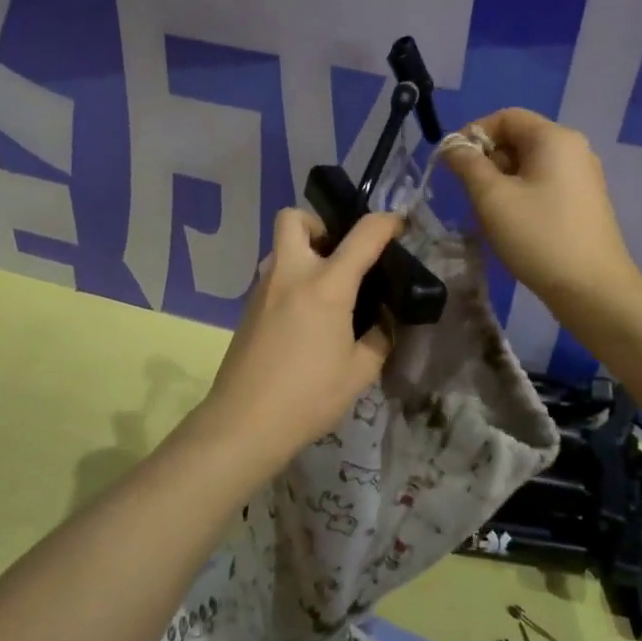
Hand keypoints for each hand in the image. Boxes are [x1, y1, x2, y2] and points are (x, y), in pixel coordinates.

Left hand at [190, 208, 404, 462]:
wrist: (244, 422)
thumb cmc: (308, 396)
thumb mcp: (360, 372)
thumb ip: (378, 339)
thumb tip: (381, 322)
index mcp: (325, 286)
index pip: (362, 236)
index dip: (386, 222)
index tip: (398, 224)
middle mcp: (290, 275)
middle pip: (293, 218)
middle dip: (319, 225)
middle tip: (339, 256)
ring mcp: (263, 289)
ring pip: (281, 248)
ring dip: (304, 255)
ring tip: (327, 293)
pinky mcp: (248, 308)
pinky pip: (274, 277)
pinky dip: (292, 282)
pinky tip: (305, 319)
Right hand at [440, 108, 641, 311]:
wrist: (593, 291)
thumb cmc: (539, 237)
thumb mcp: (492, 198)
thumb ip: (467, 164)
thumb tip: (452, 146)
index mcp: (554, 138)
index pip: (505, 117)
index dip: (473, 133)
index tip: (453, 164)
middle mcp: (573, 149)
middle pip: (518, 139)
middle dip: (486, 160)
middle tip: (469, 193)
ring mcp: (583, 176)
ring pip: (528, 164)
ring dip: (501, 181)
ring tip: (489, 213)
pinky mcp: (584, 202)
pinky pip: (544, 184)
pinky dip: (521, 195)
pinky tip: (512, 225)